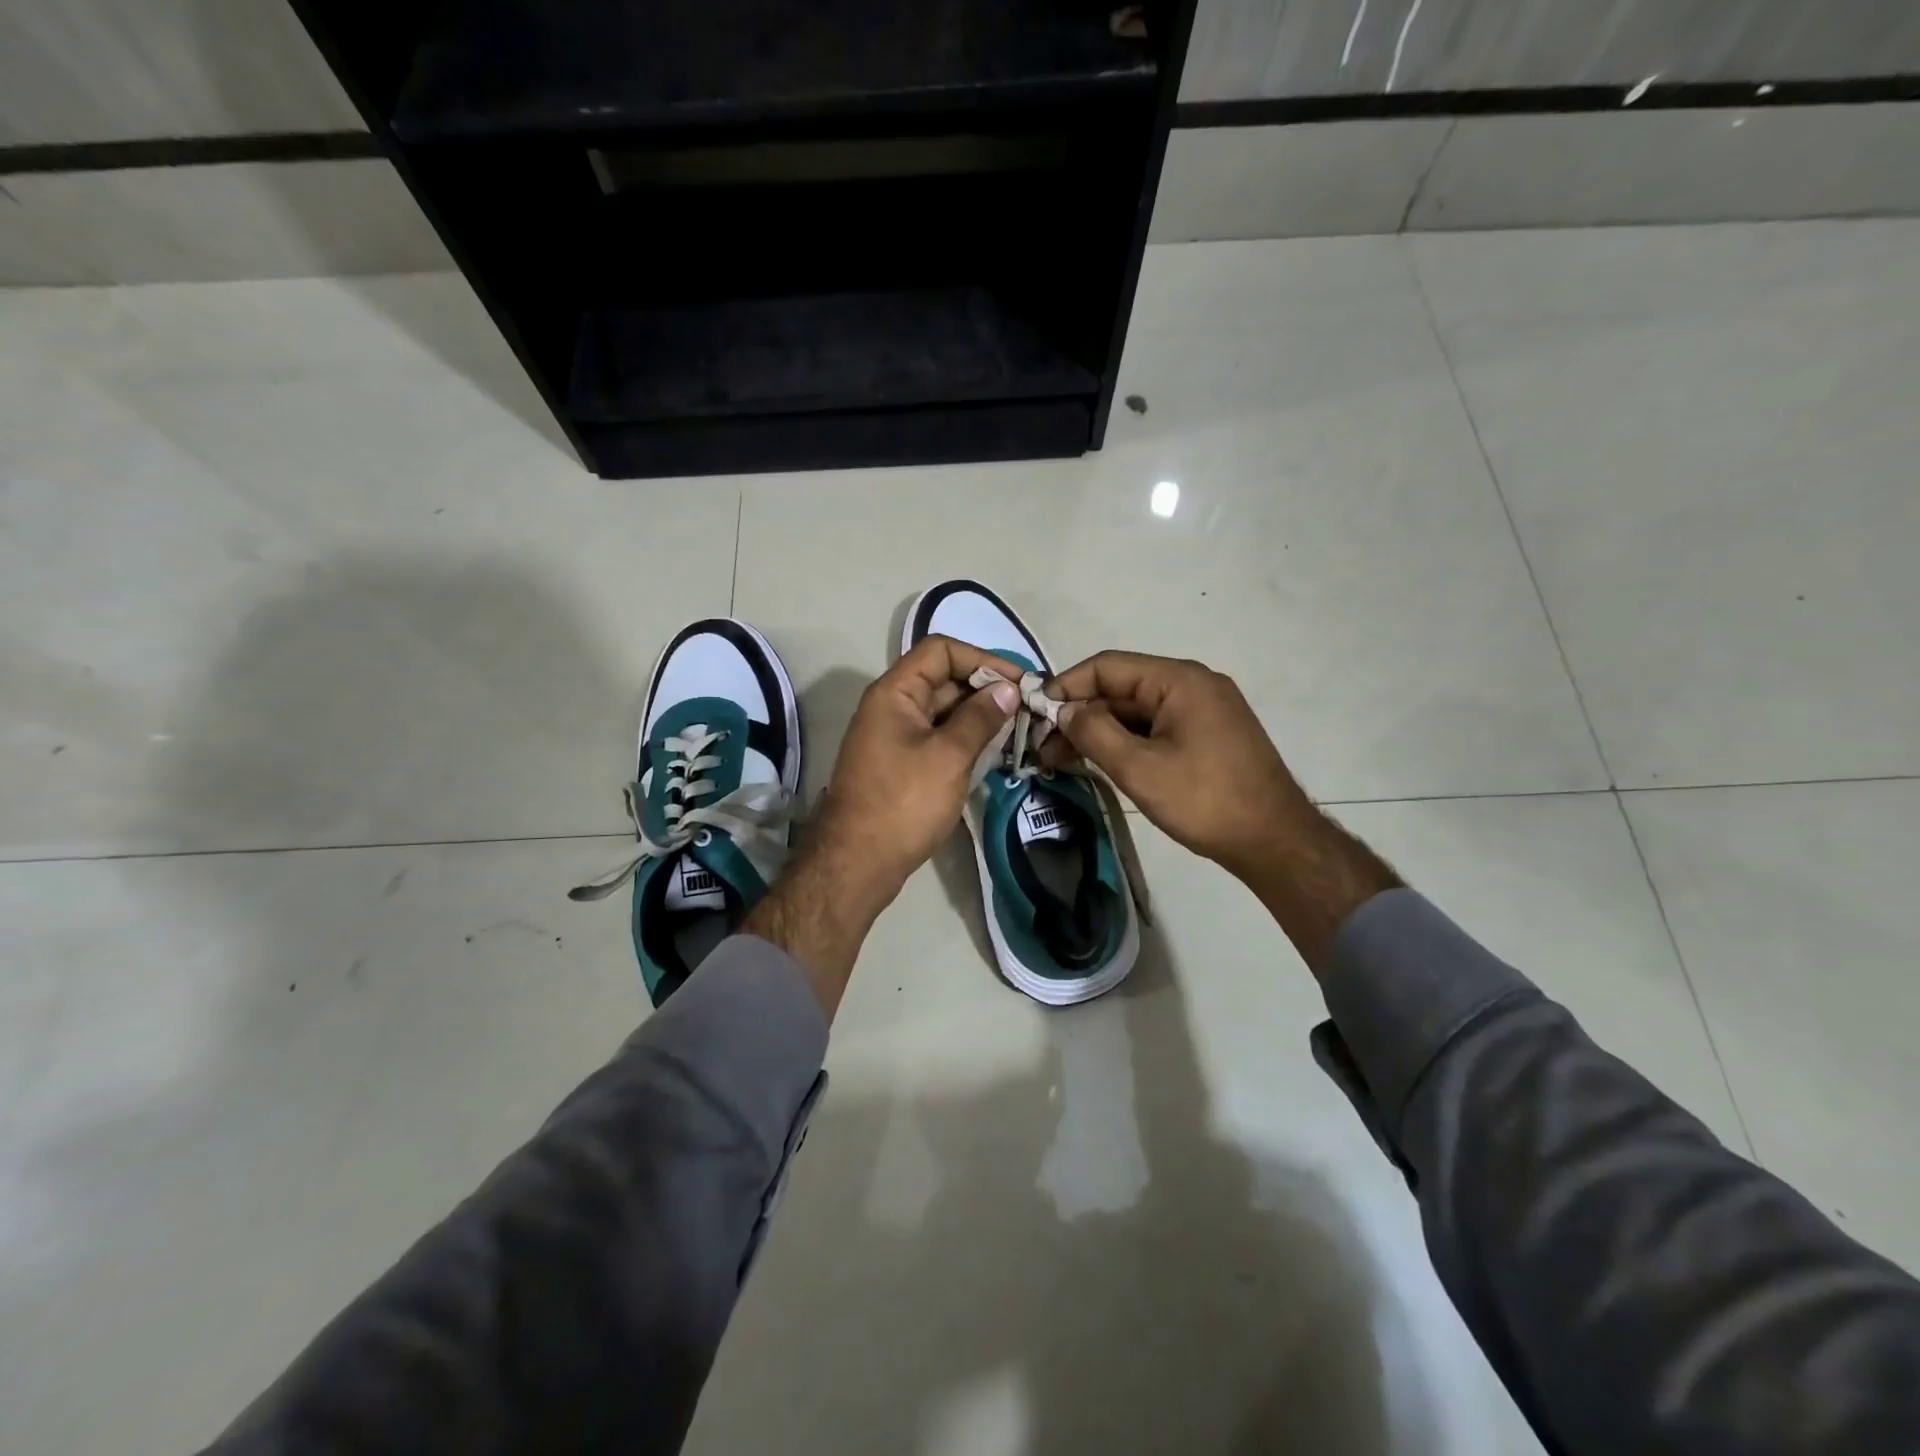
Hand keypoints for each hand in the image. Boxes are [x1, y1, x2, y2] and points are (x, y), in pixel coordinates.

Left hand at [748, 635, 1022, 1013]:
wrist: (858, 863)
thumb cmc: (903, 803)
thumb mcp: (948, 756)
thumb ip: (980, 718)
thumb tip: (1007, 690)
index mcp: (895, 692)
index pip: (941, 651)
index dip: (982, 659)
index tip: (1019, 682)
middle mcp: (893, 706)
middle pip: (944, 679)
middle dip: (986, 689)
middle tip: (1029, 708)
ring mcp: (897, 736)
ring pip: (945, 711)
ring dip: (980, 716)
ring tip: (1021, 729)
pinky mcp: (903, 764)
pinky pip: (940, 738)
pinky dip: (967, 739)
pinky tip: (997, 752)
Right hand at [1040, 651, 1312, 883]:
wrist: (1274, 841)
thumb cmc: (1204, 800)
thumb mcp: (1139, 768)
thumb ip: (1094, 732)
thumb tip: (1064, 710)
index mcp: (1179, 680)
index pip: (1107, 666)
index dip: (1066, 686)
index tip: (1034, 714)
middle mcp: (1192, 684)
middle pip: (1121, 688)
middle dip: (1079, 715)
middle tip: (1043, 748)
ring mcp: (1203, 709)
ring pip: (1136, 711)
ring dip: (1098, 731)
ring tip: (1062, 761)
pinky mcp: (1207, 734)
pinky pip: (1154, 727)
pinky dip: (1124, 742)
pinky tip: (1099, 763)